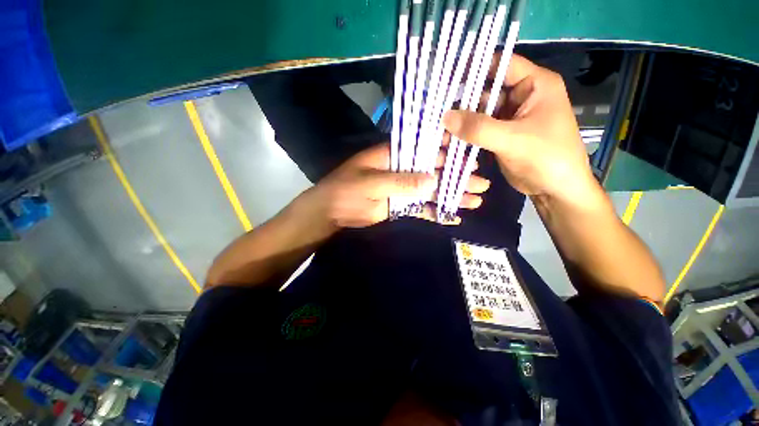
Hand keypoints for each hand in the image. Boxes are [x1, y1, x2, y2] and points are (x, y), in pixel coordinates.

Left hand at [300, 143, 489, 228]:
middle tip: (481, 183)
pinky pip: (422, 208)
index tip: (471, 156)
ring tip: (475, 200)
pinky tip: (454, 217)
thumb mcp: (371, 184)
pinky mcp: (401, 205)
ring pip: (432, 191)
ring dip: (452, 196)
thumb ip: (400, 182)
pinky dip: (436, 212)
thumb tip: (432, 181)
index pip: (425, 149)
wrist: (332, 212)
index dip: (448, 151)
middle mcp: (403, 170)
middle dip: (457, 177)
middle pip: (434, 172)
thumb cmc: (346, 190)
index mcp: (395, 156)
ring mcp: (404, 189)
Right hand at [442, 55, 595, 204]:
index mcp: (534, 85)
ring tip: (441, 130)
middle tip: (438, 113)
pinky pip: (480, 129)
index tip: (447, 80)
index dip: (475, 68)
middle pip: (486, 90)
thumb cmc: (547, 158)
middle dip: (463, 103)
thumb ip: (478, 128)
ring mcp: (510, 117)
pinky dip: (467, 134)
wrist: (556, 190)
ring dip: (463, 122)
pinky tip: (451, 140)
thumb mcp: (512, 140)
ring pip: (480, 112)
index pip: (501, 64)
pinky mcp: (501, 135)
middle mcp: (521, 96)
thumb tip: (445, 117)